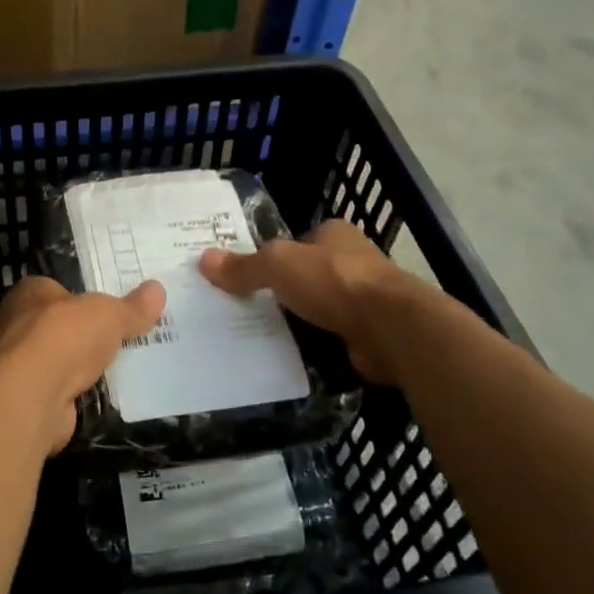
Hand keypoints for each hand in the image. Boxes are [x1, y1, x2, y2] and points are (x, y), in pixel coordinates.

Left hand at [0, 276, 166, 452]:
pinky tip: (103, 394)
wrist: (33, 396)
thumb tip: (158, 289)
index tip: (110, 306)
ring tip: (120, 366)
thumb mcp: (109, 314)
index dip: (82, 296)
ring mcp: (20, 365)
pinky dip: (78, 392)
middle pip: (59, 325)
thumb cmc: (65, 336)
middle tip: (121, 335)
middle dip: (85, 332)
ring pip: (59, 359)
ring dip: (81, 365)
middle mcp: (17, 325)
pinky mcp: (28, 399)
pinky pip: (60, 390)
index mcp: (29, 293)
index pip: (57, 288)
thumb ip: (132, 307)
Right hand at [200, 219, 407, 384]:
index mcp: (335, 234)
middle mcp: (353, 262)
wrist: (391, 328)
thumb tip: (203, 259)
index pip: (298, 241)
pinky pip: (331, 339)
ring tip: (258, 338)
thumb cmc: (334, 281)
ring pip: (320, 309)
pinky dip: (314, 348)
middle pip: (308, 276)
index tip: (246, 277)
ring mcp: (365, 300)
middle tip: (244, 310)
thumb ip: (243, 266)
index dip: (273, 257)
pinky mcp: (369, 334)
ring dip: (299, 322)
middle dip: (283, 292)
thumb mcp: (278, 265)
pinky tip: (289, 359)